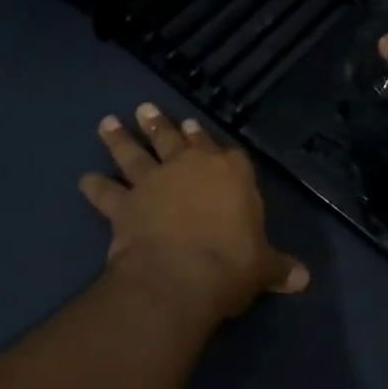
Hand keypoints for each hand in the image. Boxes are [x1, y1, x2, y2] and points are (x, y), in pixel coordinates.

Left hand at [79, 103, 307, 326]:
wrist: (179, 277)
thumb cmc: (230, 264)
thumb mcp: (262, 268)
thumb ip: (279, 268)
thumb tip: (303, 280)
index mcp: (231, 173)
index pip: (226, 151)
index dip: (211, 140)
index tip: (197, 127)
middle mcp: (190, 168)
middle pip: (175, 140)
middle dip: (162, 124)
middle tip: (147, 108)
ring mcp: (154, 183)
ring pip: (136, 154)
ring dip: (122, 139)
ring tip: (108, 123)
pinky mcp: (125, 205)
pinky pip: (107, 193)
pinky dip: (95, 187)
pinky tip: (85, 179)